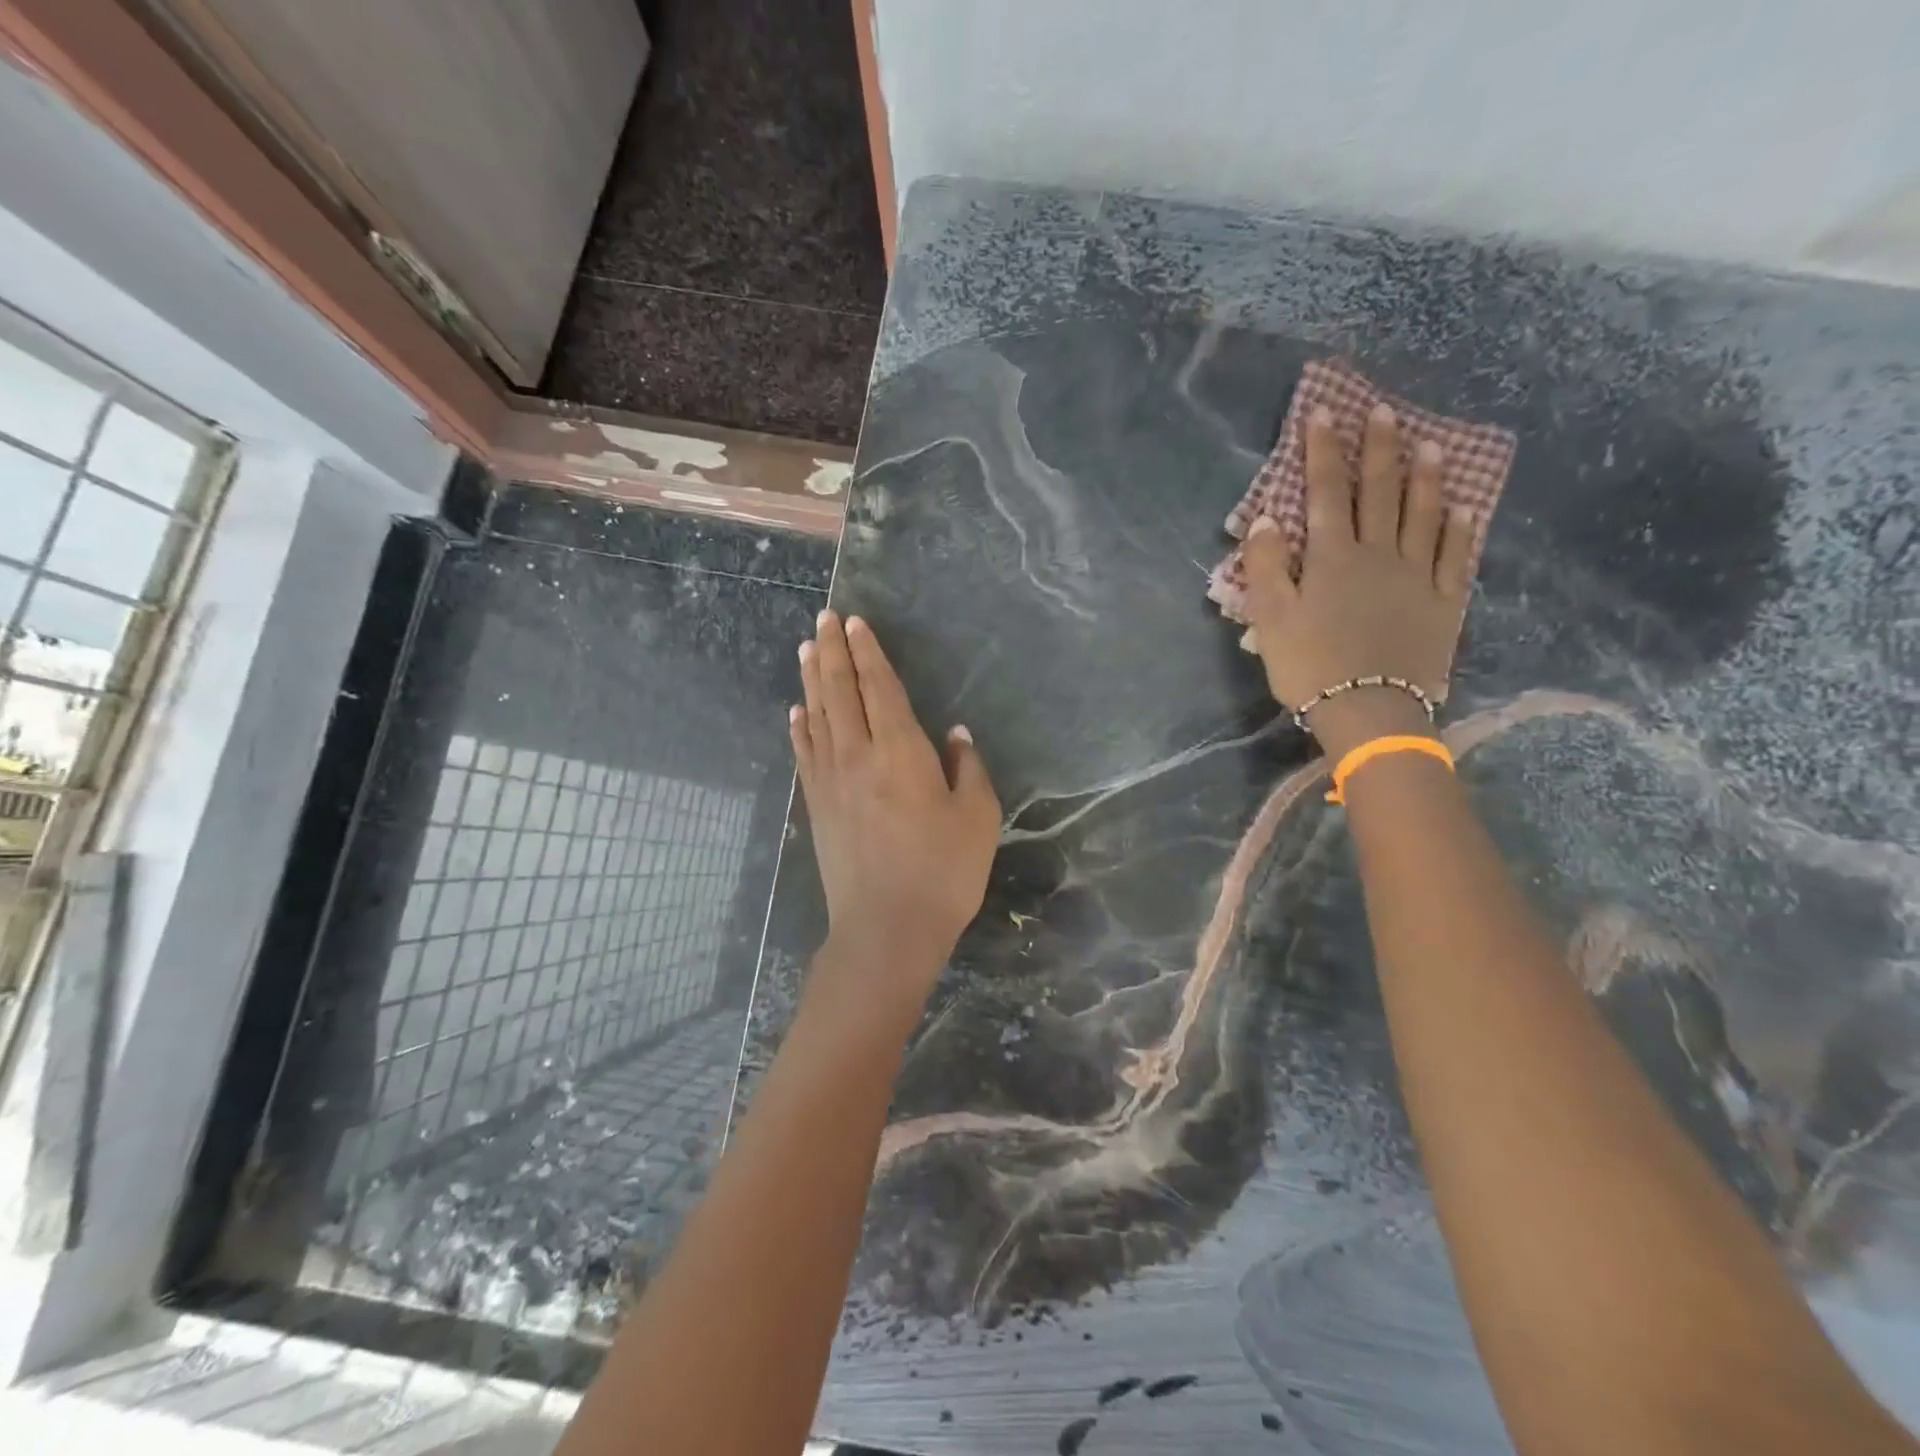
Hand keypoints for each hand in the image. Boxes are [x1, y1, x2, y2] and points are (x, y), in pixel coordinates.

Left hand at [792, 610, 1000, 1007]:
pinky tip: (795, 713)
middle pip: (840, 692)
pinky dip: (799, 728)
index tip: (855, 623)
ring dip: (811, 680)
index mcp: (901, 752)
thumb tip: (956, 734)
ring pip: (817, 717)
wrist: (886, 930)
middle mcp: (859, 756)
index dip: (868, 653)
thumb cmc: (942, 873)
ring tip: (806, 649)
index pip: (880, 688)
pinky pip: (805, 755)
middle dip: (833, 652)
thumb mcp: (978, 819)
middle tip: (823, 619)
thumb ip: (969, 769)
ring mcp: (831, 782)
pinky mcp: (817, 807)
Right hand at [1242, 401, 1477, 758]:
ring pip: (1422, 515)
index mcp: (1332, 557)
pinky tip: (1463, 508)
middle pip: (1378, 492)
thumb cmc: (1309, 665)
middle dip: (1377, 449)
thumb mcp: (1270, 618)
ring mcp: (1416, 576)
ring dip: (1425, 477)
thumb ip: (1266, 566)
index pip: (1325, 492)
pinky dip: (1457, 529)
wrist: (1369, 710)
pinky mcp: (1442, 602)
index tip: (1323, 412)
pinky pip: (1453, 556)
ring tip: (1430, 443)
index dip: (1322, 451)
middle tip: (1383, 411)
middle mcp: (1377, 554)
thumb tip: (1266, 520)